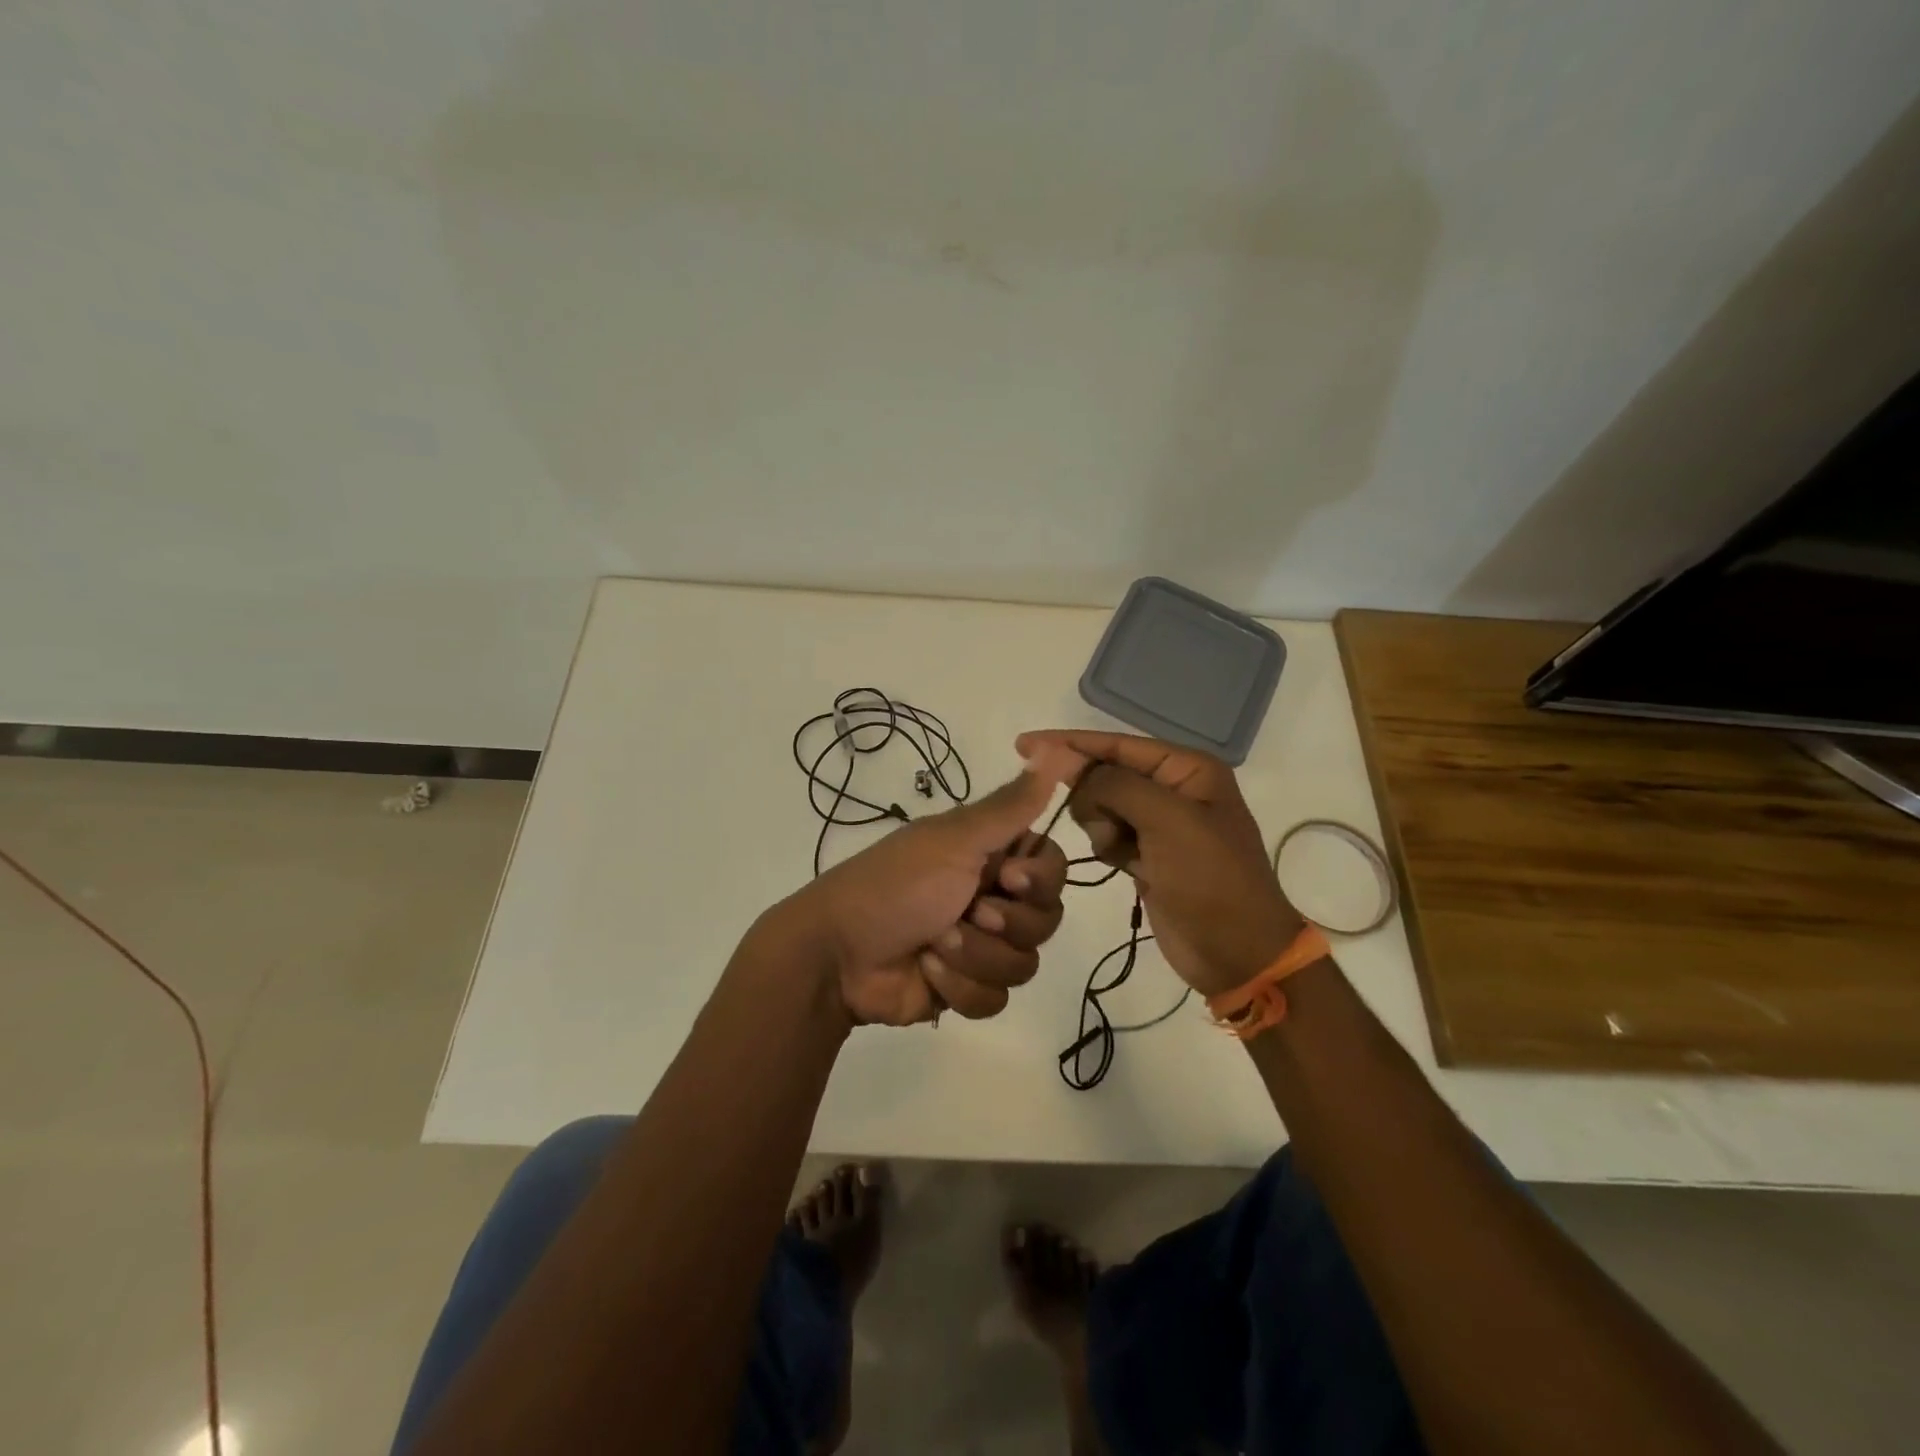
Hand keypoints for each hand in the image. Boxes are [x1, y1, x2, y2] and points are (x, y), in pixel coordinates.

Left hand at [781, 750, 1078, 1025]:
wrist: (838, 953)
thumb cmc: (897, 884)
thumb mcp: (955, 838)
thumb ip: (1010, 805)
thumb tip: (1054, 749)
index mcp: (990, 856)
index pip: (1053, 868)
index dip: (1040, 879)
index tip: (1009, 877)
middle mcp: (992, 898)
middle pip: (1045, 919)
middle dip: (1006, 923)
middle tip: (970, 911)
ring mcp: (980, 947)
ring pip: (1024, 963)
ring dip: (976, 955)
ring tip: (935, 944)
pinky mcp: (966, 989)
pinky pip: (996, 999)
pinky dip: (960, 987)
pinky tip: (927, 972)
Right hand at [1016, 730, 1303, 997]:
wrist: (1239, 954)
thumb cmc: (1211, 880)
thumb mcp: (1168, 821)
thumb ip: (1115, 785)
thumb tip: (1072, 771)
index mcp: (1187, 768)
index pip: (1116, 743)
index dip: (1069, 743)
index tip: (1023, 745)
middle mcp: (1172, 788)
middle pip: (1104, 774)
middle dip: (1094, 799)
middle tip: (1110, 833)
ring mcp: (1159, 824)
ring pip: (1100, 807)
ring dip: (1102, 829)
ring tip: (1127, 855)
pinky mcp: (1147, 855)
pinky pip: (1107, 836)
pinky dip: (1108, 848)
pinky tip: (1128, 867)